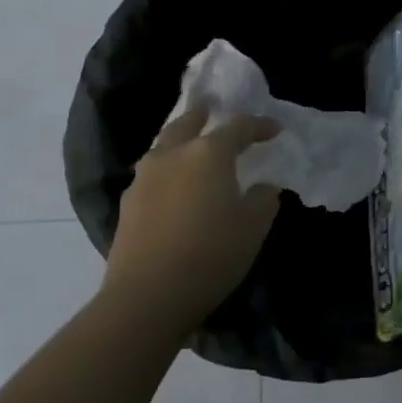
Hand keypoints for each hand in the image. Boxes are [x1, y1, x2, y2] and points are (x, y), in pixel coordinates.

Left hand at [104, 106, 280, 339]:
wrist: (148, 295)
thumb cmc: (211, 254)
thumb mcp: (253, 227)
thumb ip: (263, 199)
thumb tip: (263, 186)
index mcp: (208, 154)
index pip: (238, 127)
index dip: (259, 126)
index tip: (274, 129)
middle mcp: (172, 155)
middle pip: (187, 123)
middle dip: (202, 114)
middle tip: (211, 107)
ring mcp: (144, 178)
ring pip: (163, 146)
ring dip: (179, 140)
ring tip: (190, 145)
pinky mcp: (127, 203)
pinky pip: (151, 173)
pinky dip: (166, 169)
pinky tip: (172, 184)